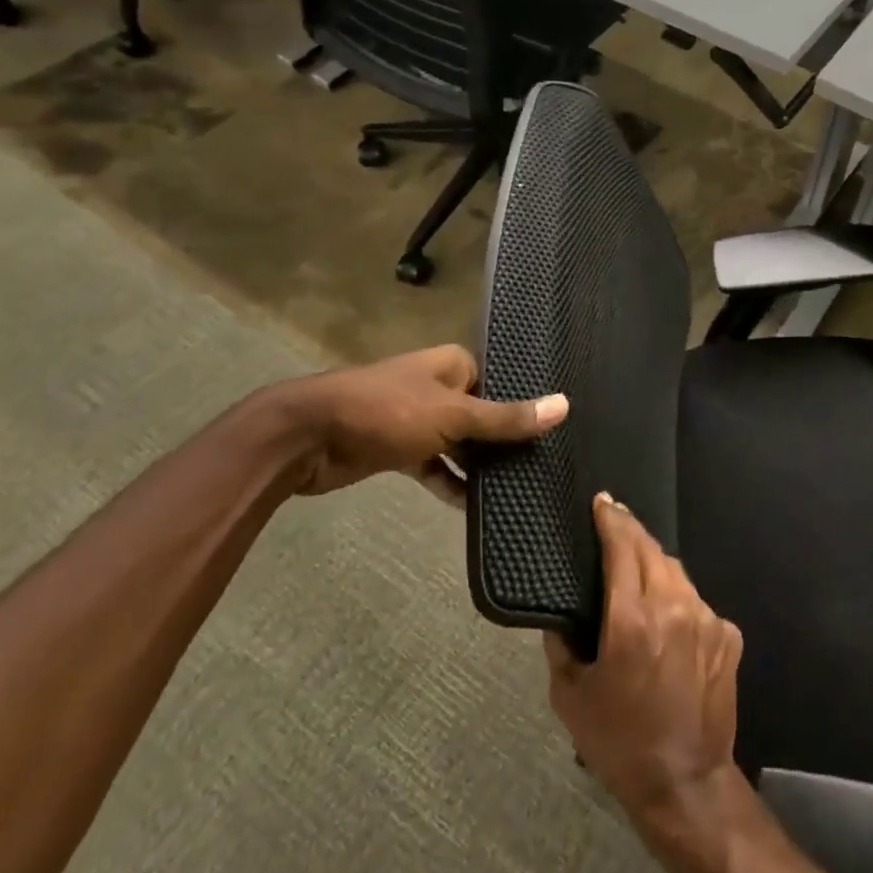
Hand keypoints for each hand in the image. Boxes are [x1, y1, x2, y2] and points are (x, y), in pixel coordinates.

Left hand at [283, 344, 567, 500]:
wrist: (307, 437)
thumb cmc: (387, 412)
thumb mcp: (454, 415)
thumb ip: (507, 417)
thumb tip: (565, 405)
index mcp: (454, 365)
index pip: (502, 382)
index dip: (525, 406)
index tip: (555, 433)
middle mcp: (438, 387)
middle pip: (483, 413)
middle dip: (505, 440)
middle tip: (543, 465)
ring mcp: (417, 419)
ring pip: (460, 442)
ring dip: (479, 464)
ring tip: (519, 489)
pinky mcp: (398, 449)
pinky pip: (434, 465)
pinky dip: (450, 482)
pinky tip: (473, 507)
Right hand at [545, 495, 743, 830]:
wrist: (686, 782)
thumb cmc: (619, 742)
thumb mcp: (571, 697)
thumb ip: (562, 644)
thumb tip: (562, 613)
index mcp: (633, 618)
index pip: (622, 547)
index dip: (611, 519)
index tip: (602, 501)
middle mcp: (674, 606)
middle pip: (652, 549)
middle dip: (631, 531)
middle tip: (614, 522)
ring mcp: (707, 617)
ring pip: (677, 572)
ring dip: (655, 564)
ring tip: (638, 568)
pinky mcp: (729, 634)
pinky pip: (697, 602)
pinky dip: (678, 599)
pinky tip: (667, 619)